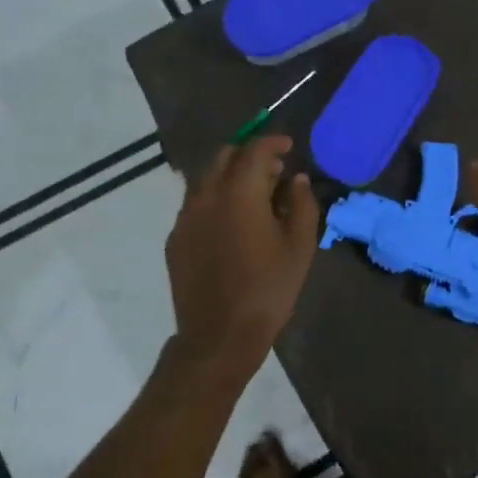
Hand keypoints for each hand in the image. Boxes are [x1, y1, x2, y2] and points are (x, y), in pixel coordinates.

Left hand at [165, 136, 318, 375]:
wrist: (219, 335)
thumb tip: (296, 179)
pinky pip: (195, 204)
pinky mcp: (175, 239)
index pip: (254, 149)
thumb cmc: (268, 289)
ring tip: (254, 196)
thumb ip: (302, 204)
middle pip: (224, 157)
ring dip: (230, 176)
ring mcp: (185, 217)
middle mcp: (206, 196)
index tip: (288, 147)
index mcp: (239, 193)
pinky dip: (215, 199)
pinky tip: (232, 223)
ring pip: (206, 179)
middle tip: (273, 171)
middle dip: (249, 155)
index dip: (273, 142)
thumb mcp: (300, 246)